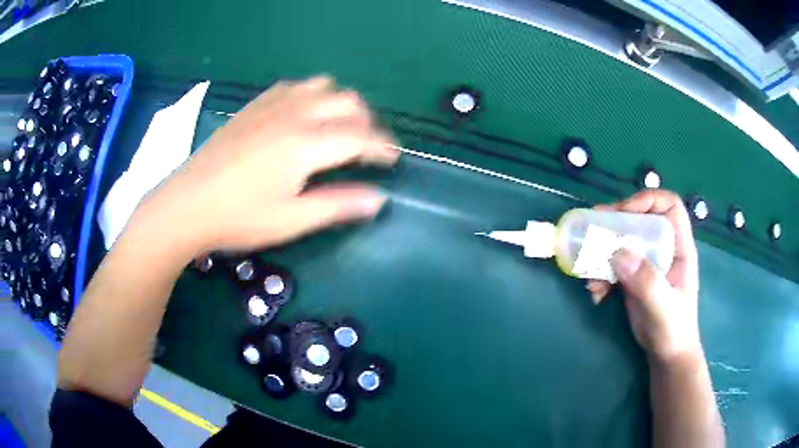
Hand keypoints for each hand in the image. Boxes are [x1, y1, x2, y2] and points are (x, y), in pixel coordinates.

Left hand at [130, 76, 398, 255]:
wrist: (186, 204)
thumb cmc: (238, 218)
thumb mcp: (291, 220)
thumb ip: (338, 205)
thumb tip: (379, 199)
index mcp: (306, 144)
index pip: (360, 136)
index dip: (383, 147)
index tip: (393, 159)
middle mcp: (294, 115)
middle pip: (347, 103)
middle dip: (367, 123)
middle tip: (367, 148)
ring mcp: (272, 105)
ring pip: (323, 87)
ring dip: (340, 104)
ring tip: (339, 127)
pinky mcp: (254, 106)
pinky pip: (294, 87)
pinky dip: (312, 95)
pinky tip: (303, 114)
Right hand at [587, 190, 701, 362]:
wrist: (666, 354)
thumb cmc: (673, 330)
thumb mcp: (663, 308)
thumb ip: (647, 282)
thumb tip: (619, 252)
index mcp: (679, 247)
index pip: (669, 206)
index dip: (647, 201)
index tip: (624, 214)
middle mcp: (663, 248)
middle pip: (640, 218)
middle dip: (616, 222)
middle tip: (592, 229)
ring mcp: (647, 262)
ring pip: (623, 240)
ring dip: (602, 251)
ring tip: (589, 271)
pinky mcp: (633, 276)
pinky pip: (613, 263)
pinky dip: (600, 273)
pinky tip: (595, 293)